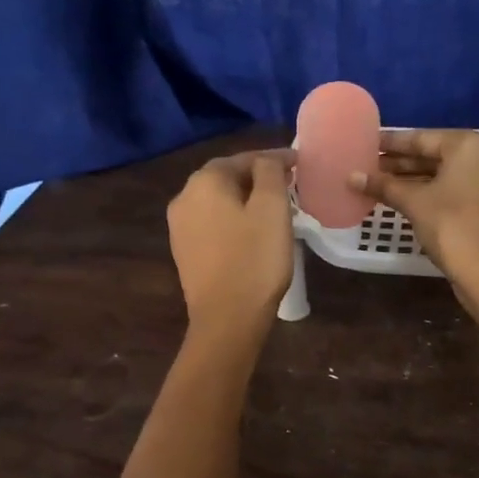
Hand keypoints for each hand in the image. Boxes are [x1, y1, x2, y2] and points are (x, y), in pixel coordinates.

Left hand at [167, 149, 294, 339]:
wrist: (227, 319)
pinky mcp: (184, 252)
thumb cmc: (255, 259)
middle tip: (289, 183)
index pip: (243, 158)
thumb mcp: (272, 208)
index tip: (299, 163)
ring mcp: (179, 227)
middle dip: (257, 178)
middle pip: (226, 178)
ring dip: (245, 199)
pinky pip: (212, 224)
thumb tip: (267, 160)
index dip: (274, 158)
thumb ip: (270, 172)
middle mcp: (184, 198)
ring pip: (218, 201)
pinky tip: (252, 232)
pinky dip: (233, 220)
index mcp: (204, 182)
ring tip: (274, 207)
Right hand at [351, 131, 478, 325]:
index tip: (366, 144)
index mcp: (470, 145)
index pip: (422, 138)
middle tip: (368, 166)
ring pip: (446, 174)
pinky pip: (457, 188)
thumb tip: (351, 177)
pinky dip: (432, 192)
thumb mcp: (414, 202)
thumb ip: (383, 185)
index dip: (391, 143)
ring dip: (414, 179)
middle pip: (435, 154)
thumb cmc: (451, 226)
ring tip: (380, 183)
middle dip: (401, 163)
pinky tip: (404, 199)